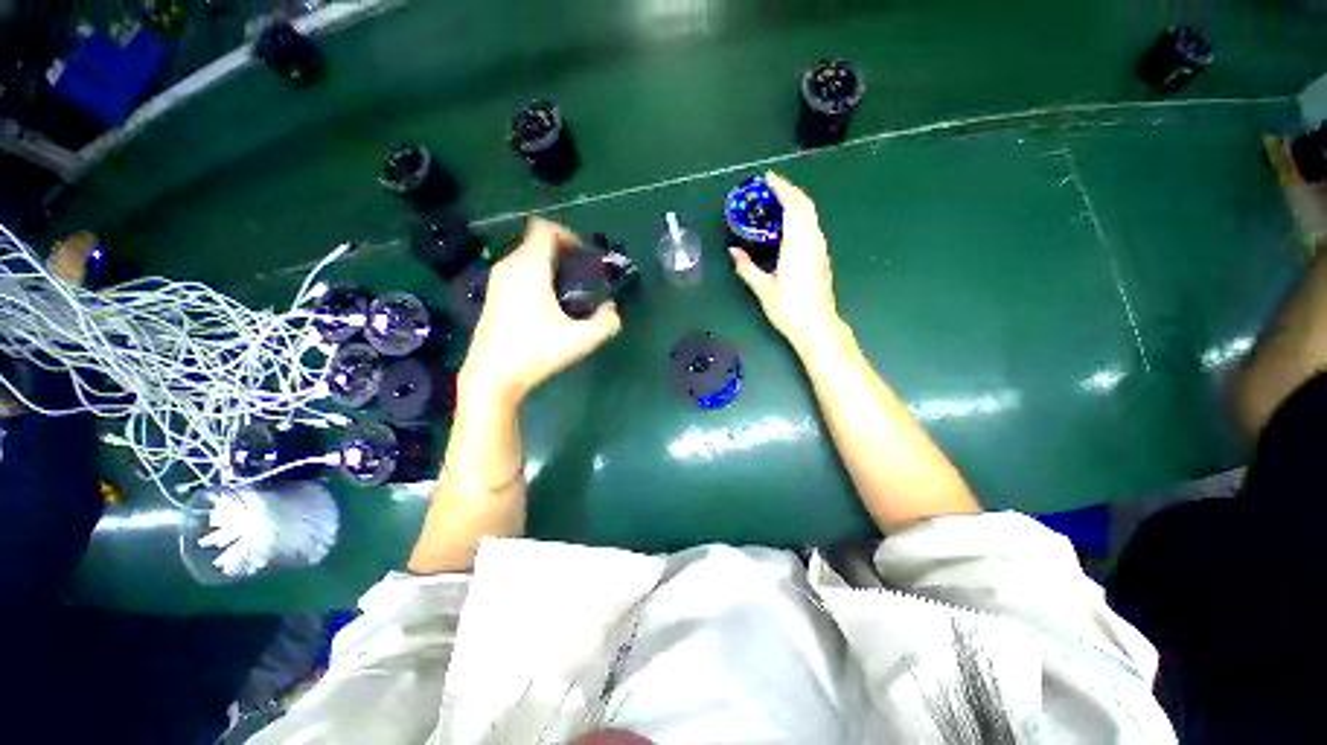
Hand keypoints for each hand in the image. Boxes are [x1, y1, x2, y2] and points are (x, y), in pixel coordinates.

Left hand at [459, 217, 621, 405]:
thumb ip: (606, 322)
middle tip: (583, 275)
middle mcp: (509, 266)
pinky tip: (548, 304)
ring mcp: (496, 281)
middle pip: (536, 241)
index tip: (584, 256)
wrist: (492, 376)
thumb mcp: (581, 340)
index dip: (567, 235)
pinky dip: (536, 276)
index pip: (544, 228)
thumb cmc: (536, 352)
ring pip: (526, 257)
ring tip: (569, 290)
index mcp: (529, 267)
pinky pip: (518, 272)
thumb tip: (613, 310)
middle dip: (562, 252)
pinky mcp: (492, 296)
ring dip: (549, 265)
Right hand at [730, 172, 843, 353]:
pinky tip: (788, 223)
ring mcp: (820, 248)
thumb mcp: (764, 289)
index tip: (767, 177)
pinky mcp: (821, 256)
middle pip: (805, 205)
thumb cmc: (790, 309)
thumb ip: (747, 267)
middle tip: (769, 186)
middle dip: (789, 190)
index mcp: (797, 245)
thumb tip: (733, 250)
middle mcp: (812, 241)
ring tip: (776, 200)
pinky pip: (812, 225)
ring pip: (811, 215)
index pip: (792, 207)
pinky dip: (800, 215)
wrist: (818, 326)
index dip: (781, 188)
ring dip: (795, 201)